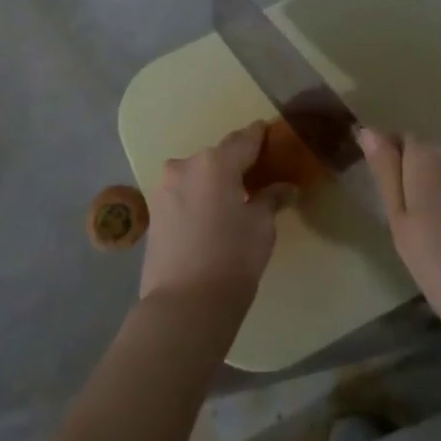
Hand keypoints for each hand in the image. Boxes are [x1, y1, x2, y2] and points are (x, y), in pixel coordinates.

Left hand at [139, 122, 281, 309]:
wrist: (183, 305)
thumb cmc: (232, 259)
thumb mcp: (261, 227)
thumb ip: (271, 199)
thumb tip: (286, 188)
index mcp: (215, 162)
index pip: (244, 139)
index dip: (261, 136)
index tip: (272, 135)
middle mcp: (185, 165)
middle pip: (218, 156)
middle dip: (237, 163)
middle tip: (259, 176)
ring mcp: (164, 188)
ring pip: (198, 174)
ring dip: (216, 181)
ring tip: (235, 199)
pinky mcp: (154, 211)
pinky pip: (184, 192)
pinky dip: (200, 196)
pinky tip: (213, 215)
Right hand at [358, 128, 440, 357]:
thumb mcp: (404, 229)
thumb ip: (386, 176)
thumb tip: (369, 130)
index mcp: (427, 157)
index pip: (396, 142)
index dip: (387, 170)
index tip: (387, 207)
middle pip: (425, 158)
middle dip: (414, 185)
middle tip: (410, 236)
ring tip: (440, 249)